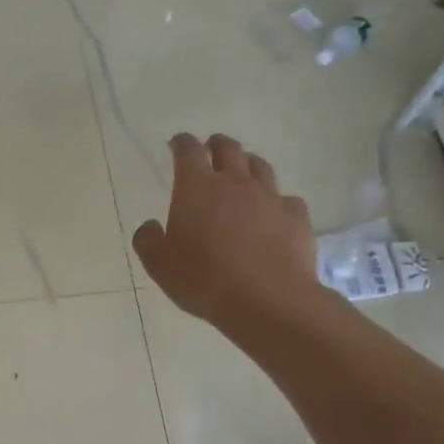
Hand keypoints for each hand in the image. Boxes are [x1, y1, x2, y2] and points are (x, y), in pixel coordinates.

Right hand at [132, 133, 319, 332]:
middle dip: (216, 144)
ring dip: (247, 164)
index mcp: (196, 188)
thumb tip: (150, 225)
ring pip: (259, 166)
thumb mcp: (159, 265)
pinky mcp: (296, 217)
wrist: (267, 300)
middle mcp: (235, 183)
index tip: (176, 145)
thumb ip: (148, 240)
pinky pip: (285, 198)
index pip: (188, 150)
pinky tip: (272, 213)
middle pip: (228, 149)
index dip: (181, 143)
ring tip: (242, 172)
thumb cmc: (203, 279)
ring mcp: (269, 197)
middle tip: (210, 149)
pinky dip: (276, 200)